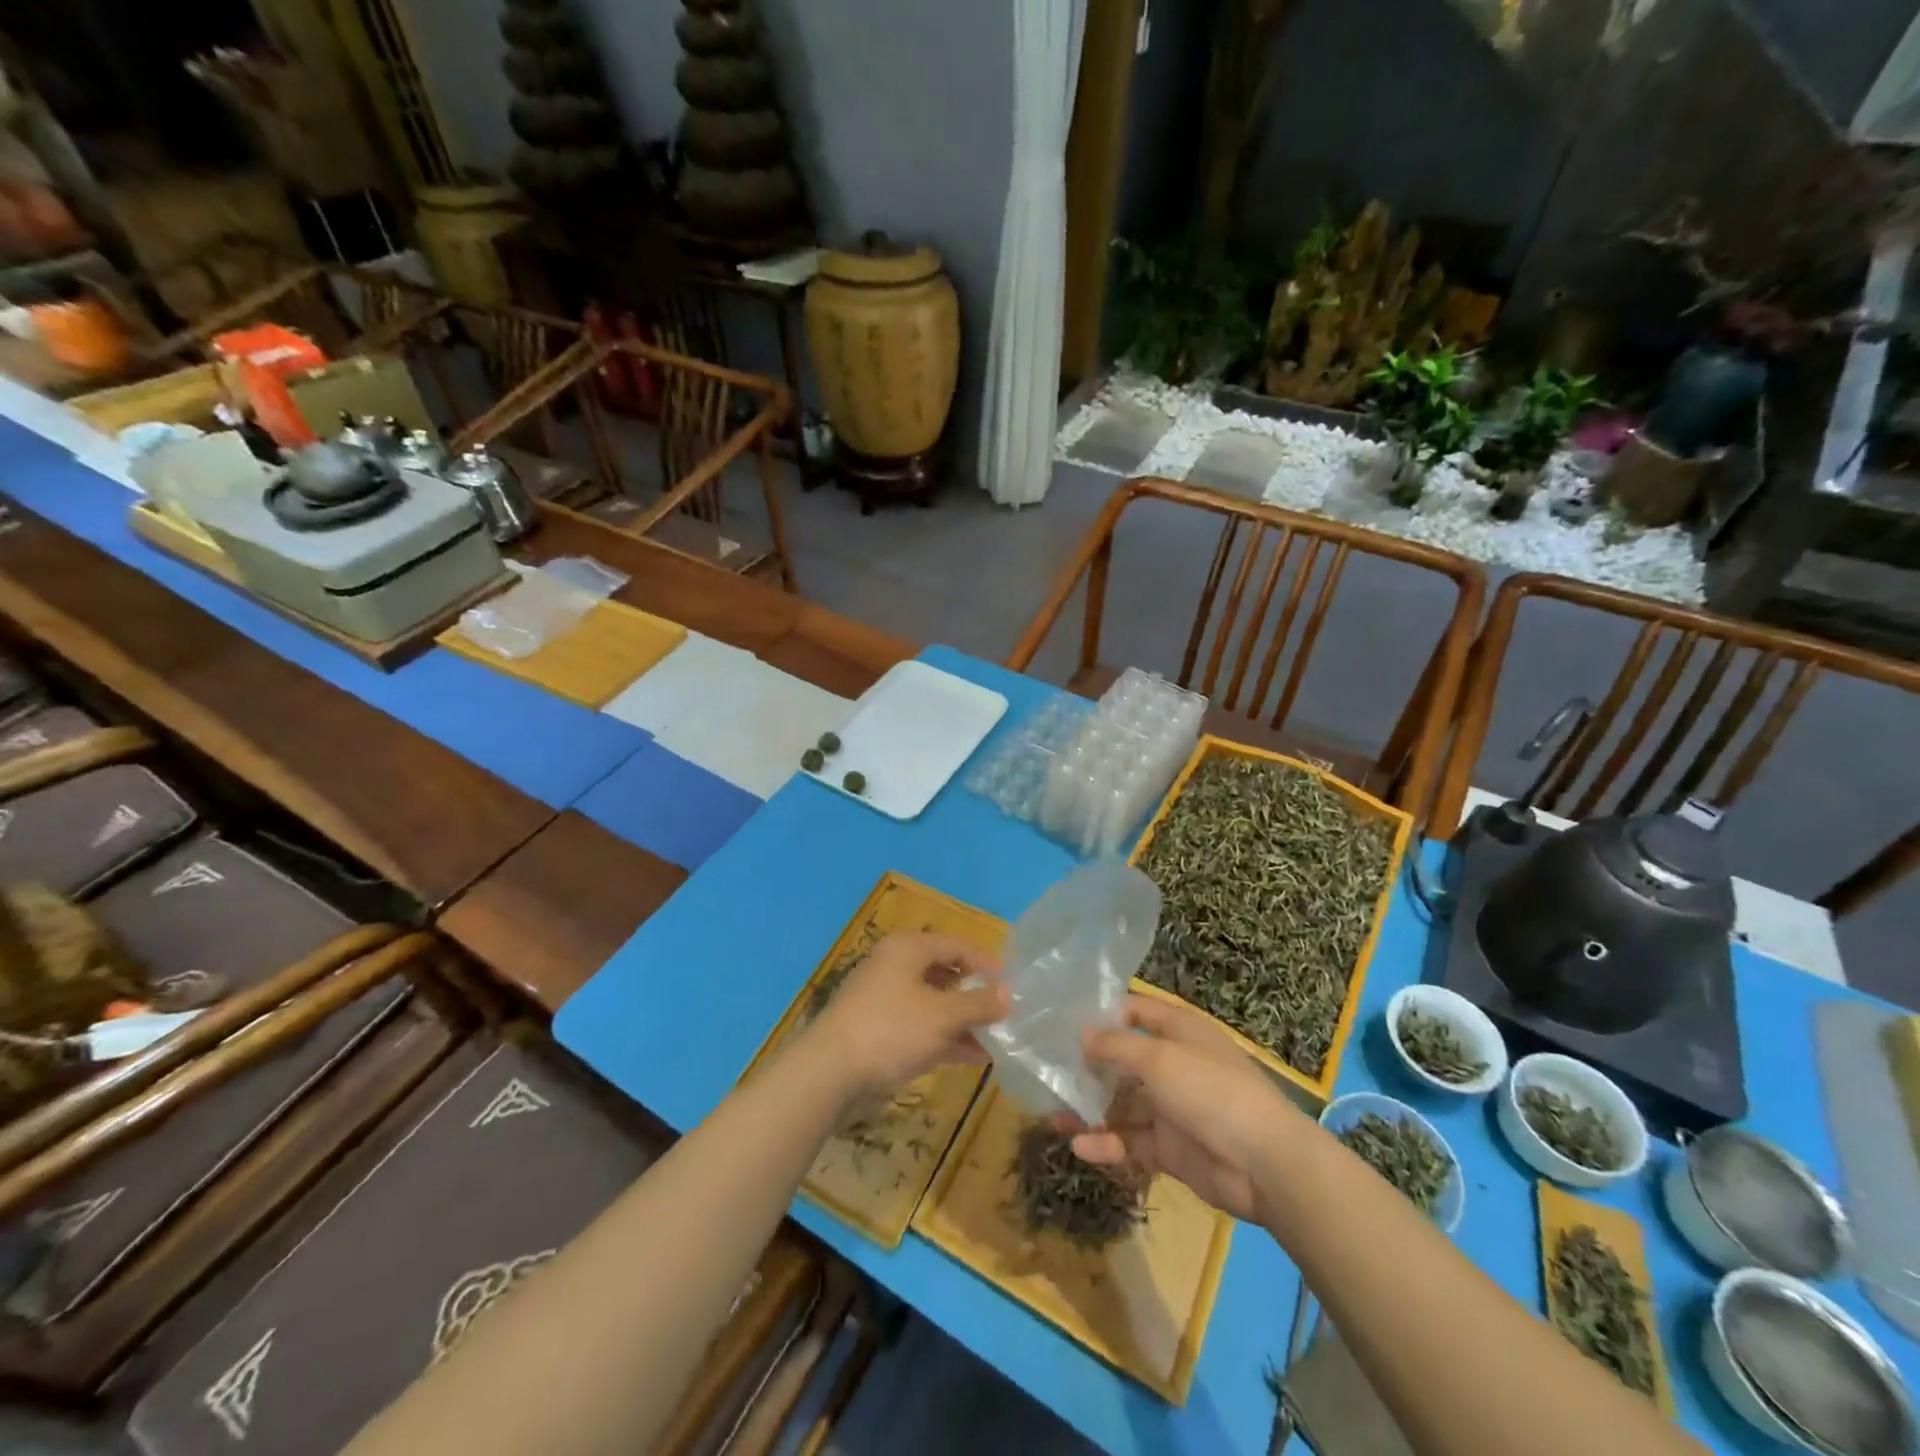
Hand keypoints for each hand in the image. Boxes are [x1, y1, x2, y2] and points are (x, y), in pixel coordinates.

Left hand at [803, 933, 1007, 1104]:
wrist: (828, 1073)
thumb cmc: (891, 1031)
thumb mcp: (943, 1016)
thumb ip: (979, 1003)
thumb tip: (1009, 992)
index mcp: (908, 949)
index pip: (957, 945)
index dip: (987, 963)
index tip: (1013, 986)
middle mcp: (895, 966)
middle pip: (945, 973)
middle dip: (975, 995)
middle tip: (1005, 1014)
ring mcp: (885, 999)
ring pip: (933, 1003)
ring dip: (963, 1020)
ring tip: (995, 1040)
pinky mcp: (878, 1030)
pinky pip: (920, 1026)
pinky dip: (945, 1037)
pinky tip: (972, 1057)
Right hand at [1067, 994, 1305, 1225]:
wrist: (1265, 1164)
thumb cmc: (1210, 1091)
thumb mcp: (1159, 1058)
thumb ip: (1116, 1046)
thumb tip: (1081, 1033)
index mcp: (1178, 1031)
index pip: (1135, 1011)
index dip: (1103, 1014)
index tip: (1065, 1023)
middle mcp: (1173, 1064)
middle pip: (1123, 1061)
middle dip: (1088, 1068)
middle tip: (1048, 1074)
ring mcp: (1171, 1108)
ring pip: (1122, 1105)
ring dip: (1090, 1111)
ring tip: (1053, 1116)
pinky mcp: (1169, 1148)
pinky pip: (1131, 1142)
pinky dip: (1107, 1144)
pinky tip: (1079, 1148)